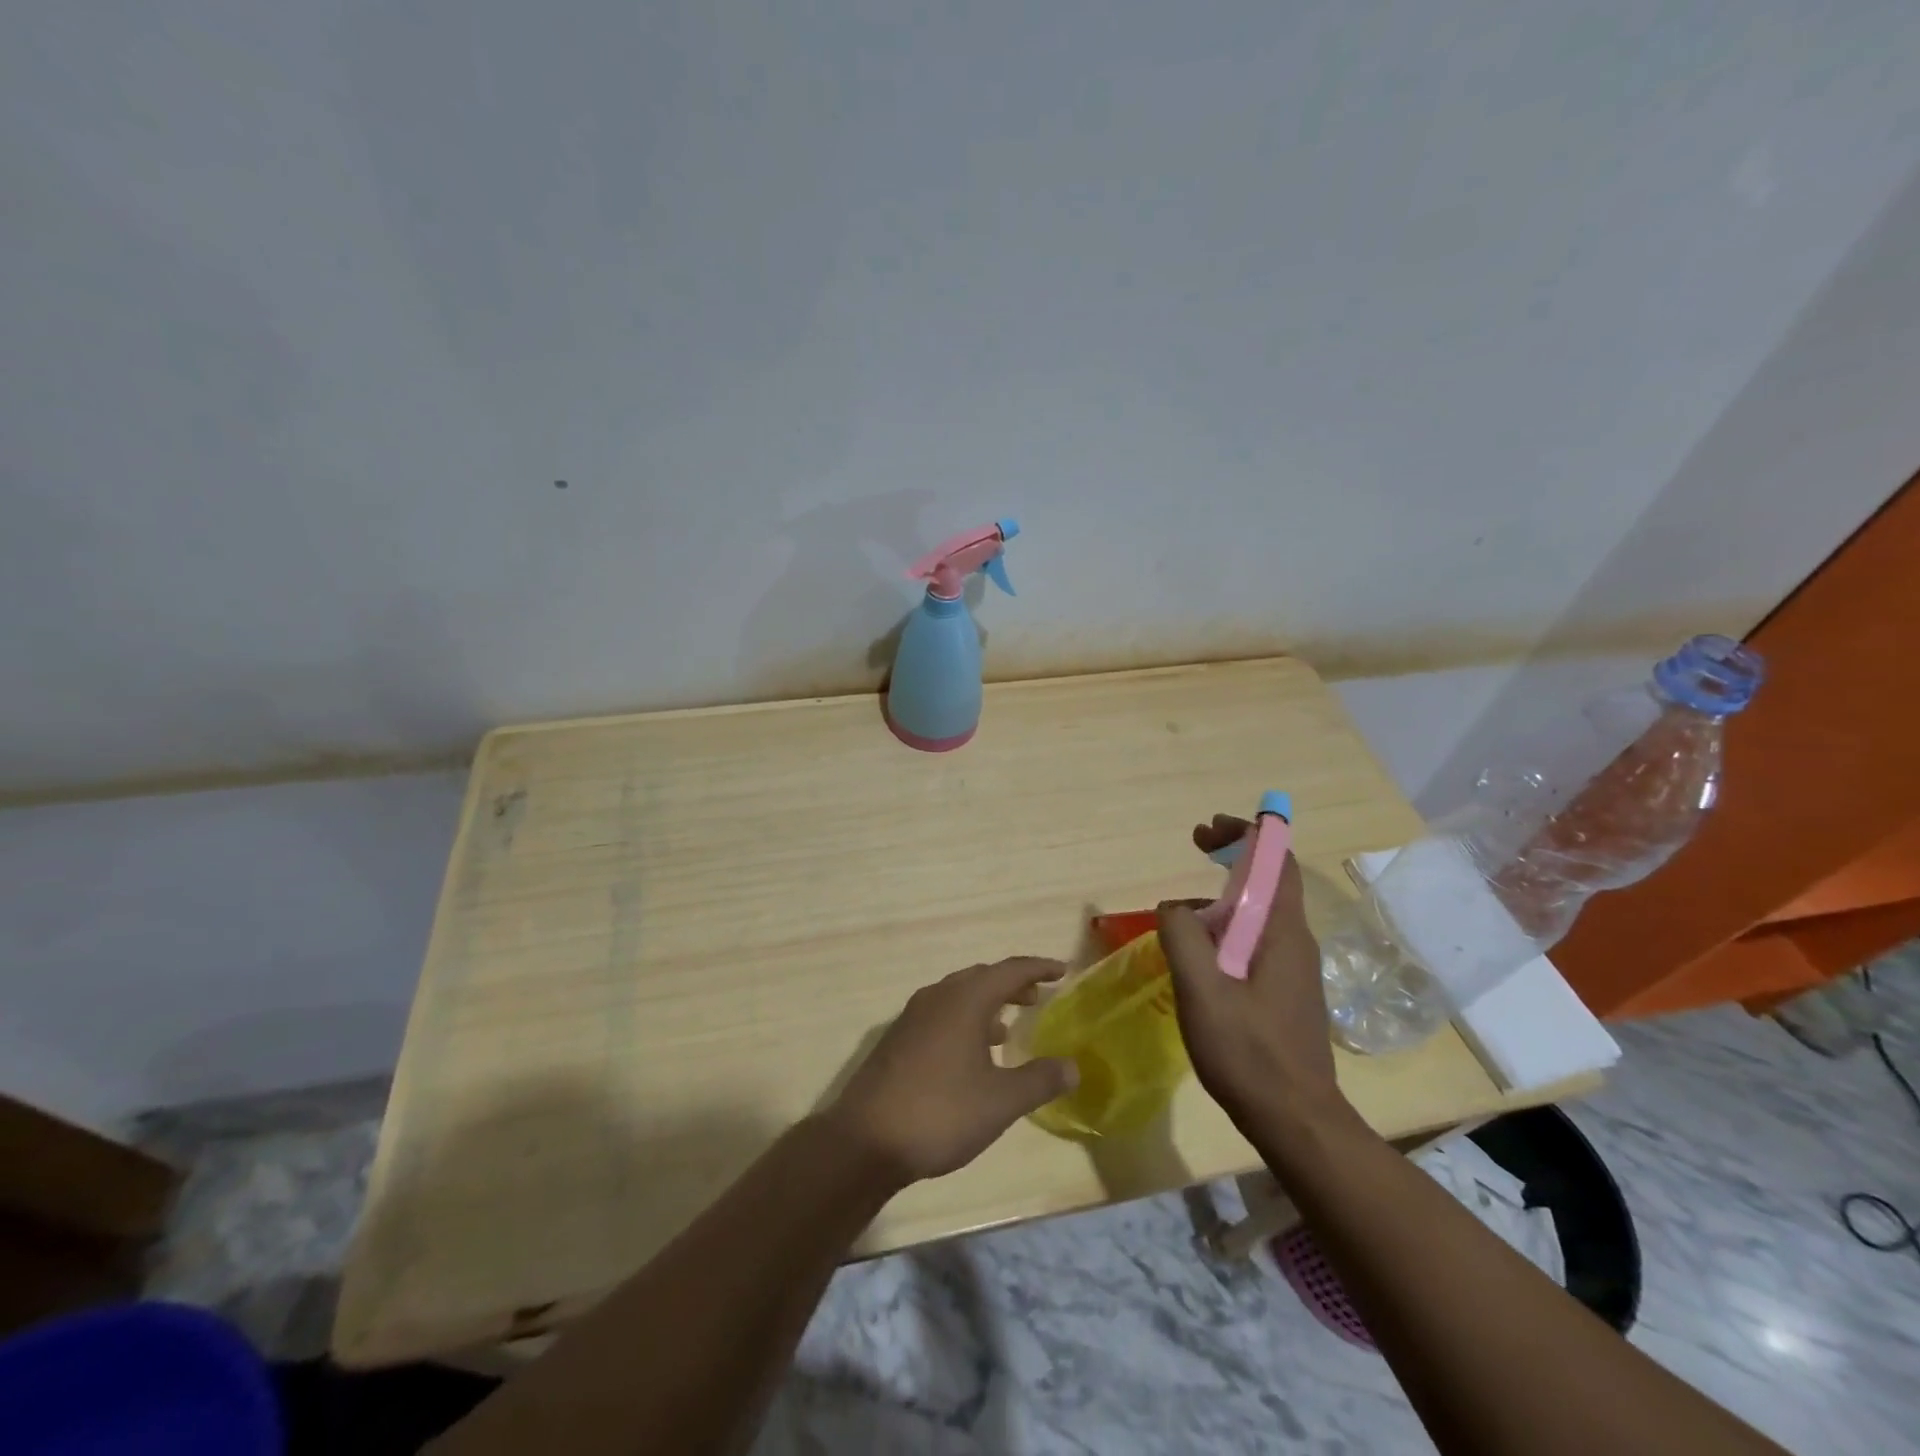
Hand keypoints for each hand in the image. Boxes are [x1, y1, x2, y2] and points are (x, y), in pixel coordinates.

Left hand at [828, 958, 1078, 1184]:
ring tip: (1007, 1026)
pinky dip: (964, 1020)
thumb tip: (1073, 1066)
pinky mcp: (898, 1039)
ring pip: (958, 996)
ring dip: (986, 1004)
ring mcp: (913, 1016)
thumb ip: (1039, 1080)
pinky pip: (941, 1014)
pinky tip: (970, 1054)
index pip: (1009, 970)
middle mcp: (938, 997)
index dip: (1038, 968)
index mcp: (965, 1000)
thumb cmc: (941, 1112)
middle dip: (1011, 984)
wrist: (866, 1140)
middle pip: (981, 978)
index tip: (1062, 970)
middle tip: (1036, 997)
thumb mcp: (1000, 1101)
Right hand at [1157, 814, 1346, 1128]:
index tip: (1210, 829)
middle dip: (1232, 856)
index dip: (1248, 833)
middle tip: (1197, 847)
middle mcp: (1294, 942)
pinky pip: (1254, 942)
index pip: (1277, 861)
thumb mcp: (1202, 990)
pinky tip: (1198, 958)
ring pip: (1257, 914)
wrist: (1296, 1121)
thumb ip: (1183, 937)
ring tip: (1181, 916)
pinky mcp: (1285, 993)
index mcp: (1281, 932)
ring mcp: (1293, 969)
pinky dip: (1226, 929)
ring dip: (1223, 898)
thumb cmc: (1249, 1052)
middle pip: (1268, 881)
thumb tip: (1174, 907)